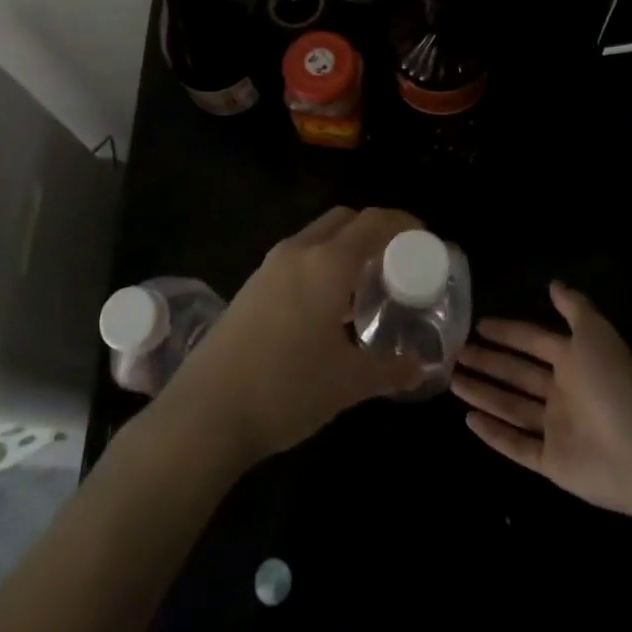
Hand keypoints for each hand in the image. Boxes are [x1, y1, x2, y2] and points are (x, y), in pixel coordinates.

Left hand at [157, 207, 425, 470]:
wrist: (206, 412)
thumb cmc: (287, 389)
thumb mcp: (348, 384)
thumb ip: (390, 370)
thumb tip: (421, 368)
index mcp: (327, 263)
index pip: (373, 222)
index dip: (403, 222)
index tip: (425, 237)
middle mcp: (298, 251)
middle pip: (344, 219)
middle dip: (374, 229)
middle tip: (397, 259)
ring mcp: (270, 266)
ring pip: (317, 236)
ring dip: (345, 246)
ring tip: (367, 284)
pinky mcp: (252, 285)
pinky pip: (298, 257)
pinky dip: (322, 263)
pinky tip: (329, 307)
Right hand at [452, 282, 631, 513]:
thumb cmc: (612, 384)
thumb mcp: (595, 333)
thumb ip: (574, 307)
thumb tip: (553, 283)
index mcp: (574, 362)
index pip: (533, 341)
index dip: (507, 333)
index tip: (478, 325)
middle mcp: (563, 393)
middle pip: (517, 374)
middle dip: (487, 362)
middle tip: (455, 353)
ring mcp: (557, 429)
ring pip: (511, 407)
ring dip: (483, 393)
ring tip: (452, 381)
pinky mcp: (553, 463)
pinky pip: (518, 446)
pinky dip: (494, 434)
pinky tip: (468, 420)